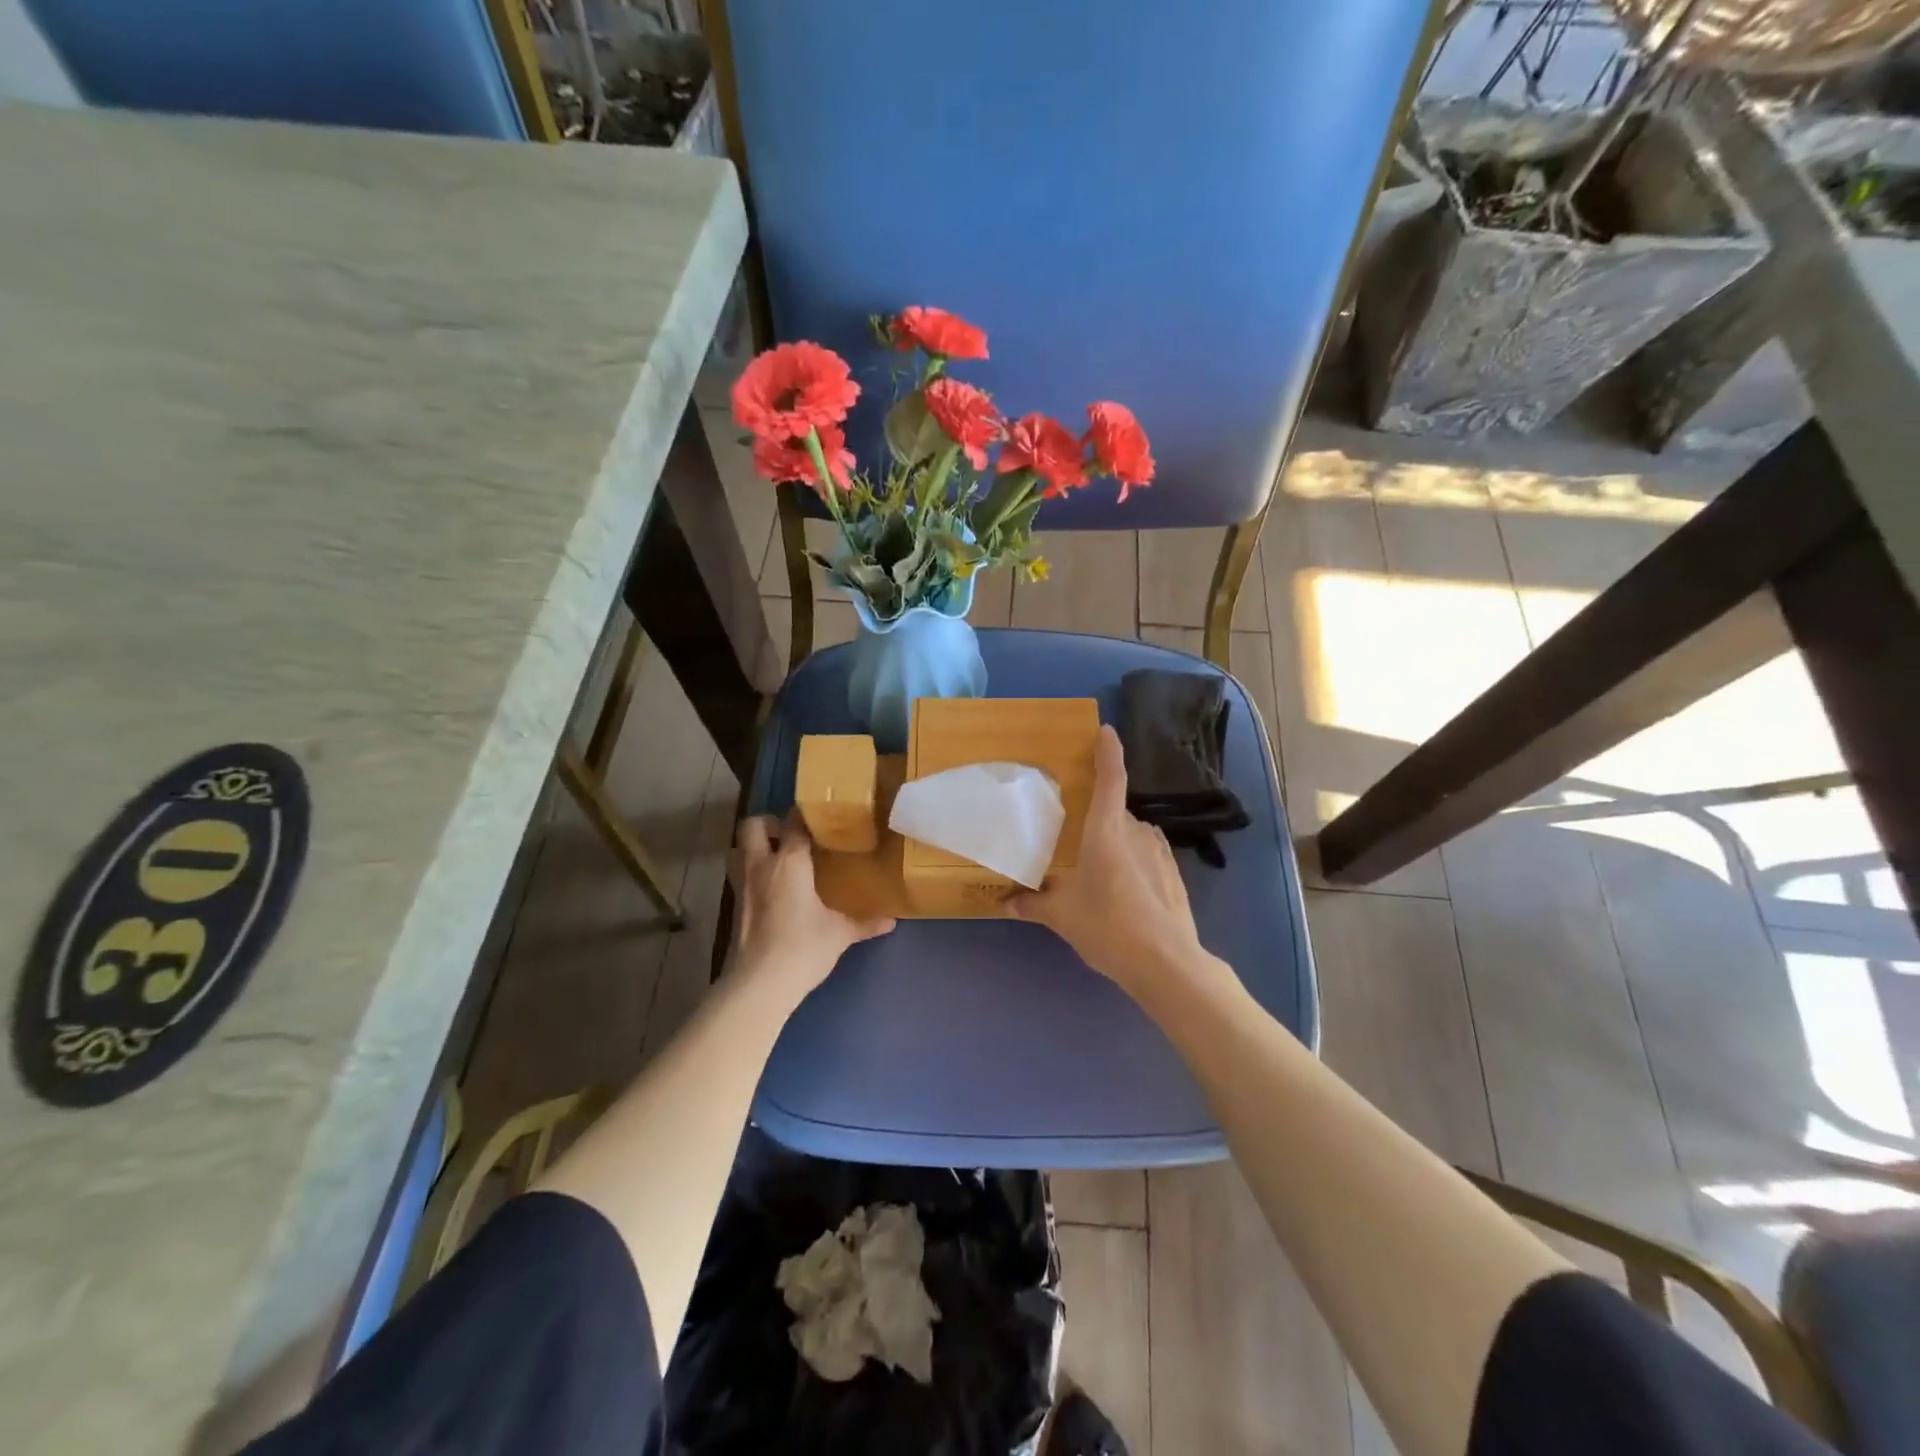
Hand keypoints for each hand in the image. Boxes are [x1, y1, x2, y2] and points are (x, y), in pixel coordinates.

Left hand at [730, 813, 894, 998]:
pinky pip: (739, 876)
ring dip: (753, 847)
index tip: (821, 815)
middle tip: (790, 834)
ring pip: (737, 849)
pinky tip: (772, 889)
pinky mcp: (734, 907)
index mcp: (789, 861)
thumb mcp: (840, 933)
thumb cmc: (803, 947)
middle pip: (752, 825)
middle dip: (768, 823)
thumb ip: (865, 923)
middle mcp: (761, 865)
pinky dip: (752, 873)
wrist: (759, 984)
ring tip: (777, 857)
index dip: (805, 814)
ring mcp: (743, 885)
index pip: (793, 822)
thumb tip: (891, 921)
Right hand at [1005, 725, 1204, 995]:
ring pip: (1130, 833)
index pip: (1110, 778)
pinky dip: (1131, 859)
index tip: (1105, 730)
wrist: (1165, 963)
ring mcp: (1159, 850)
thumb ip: (1031, 905)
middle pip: (1114, 810)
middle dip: (1095, 816)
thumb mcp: (1061, 917)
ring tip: (1094, 867)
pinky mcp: (1173, 871)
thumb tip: (1002, 903)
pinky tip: (1120, 887)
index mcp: (1106, 831)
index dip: (1108, 751)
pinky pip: (1145, 852)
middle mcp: (1135, 831)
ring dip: (1114, 840)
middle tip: (1072, 834)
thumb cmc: (1107, 926)